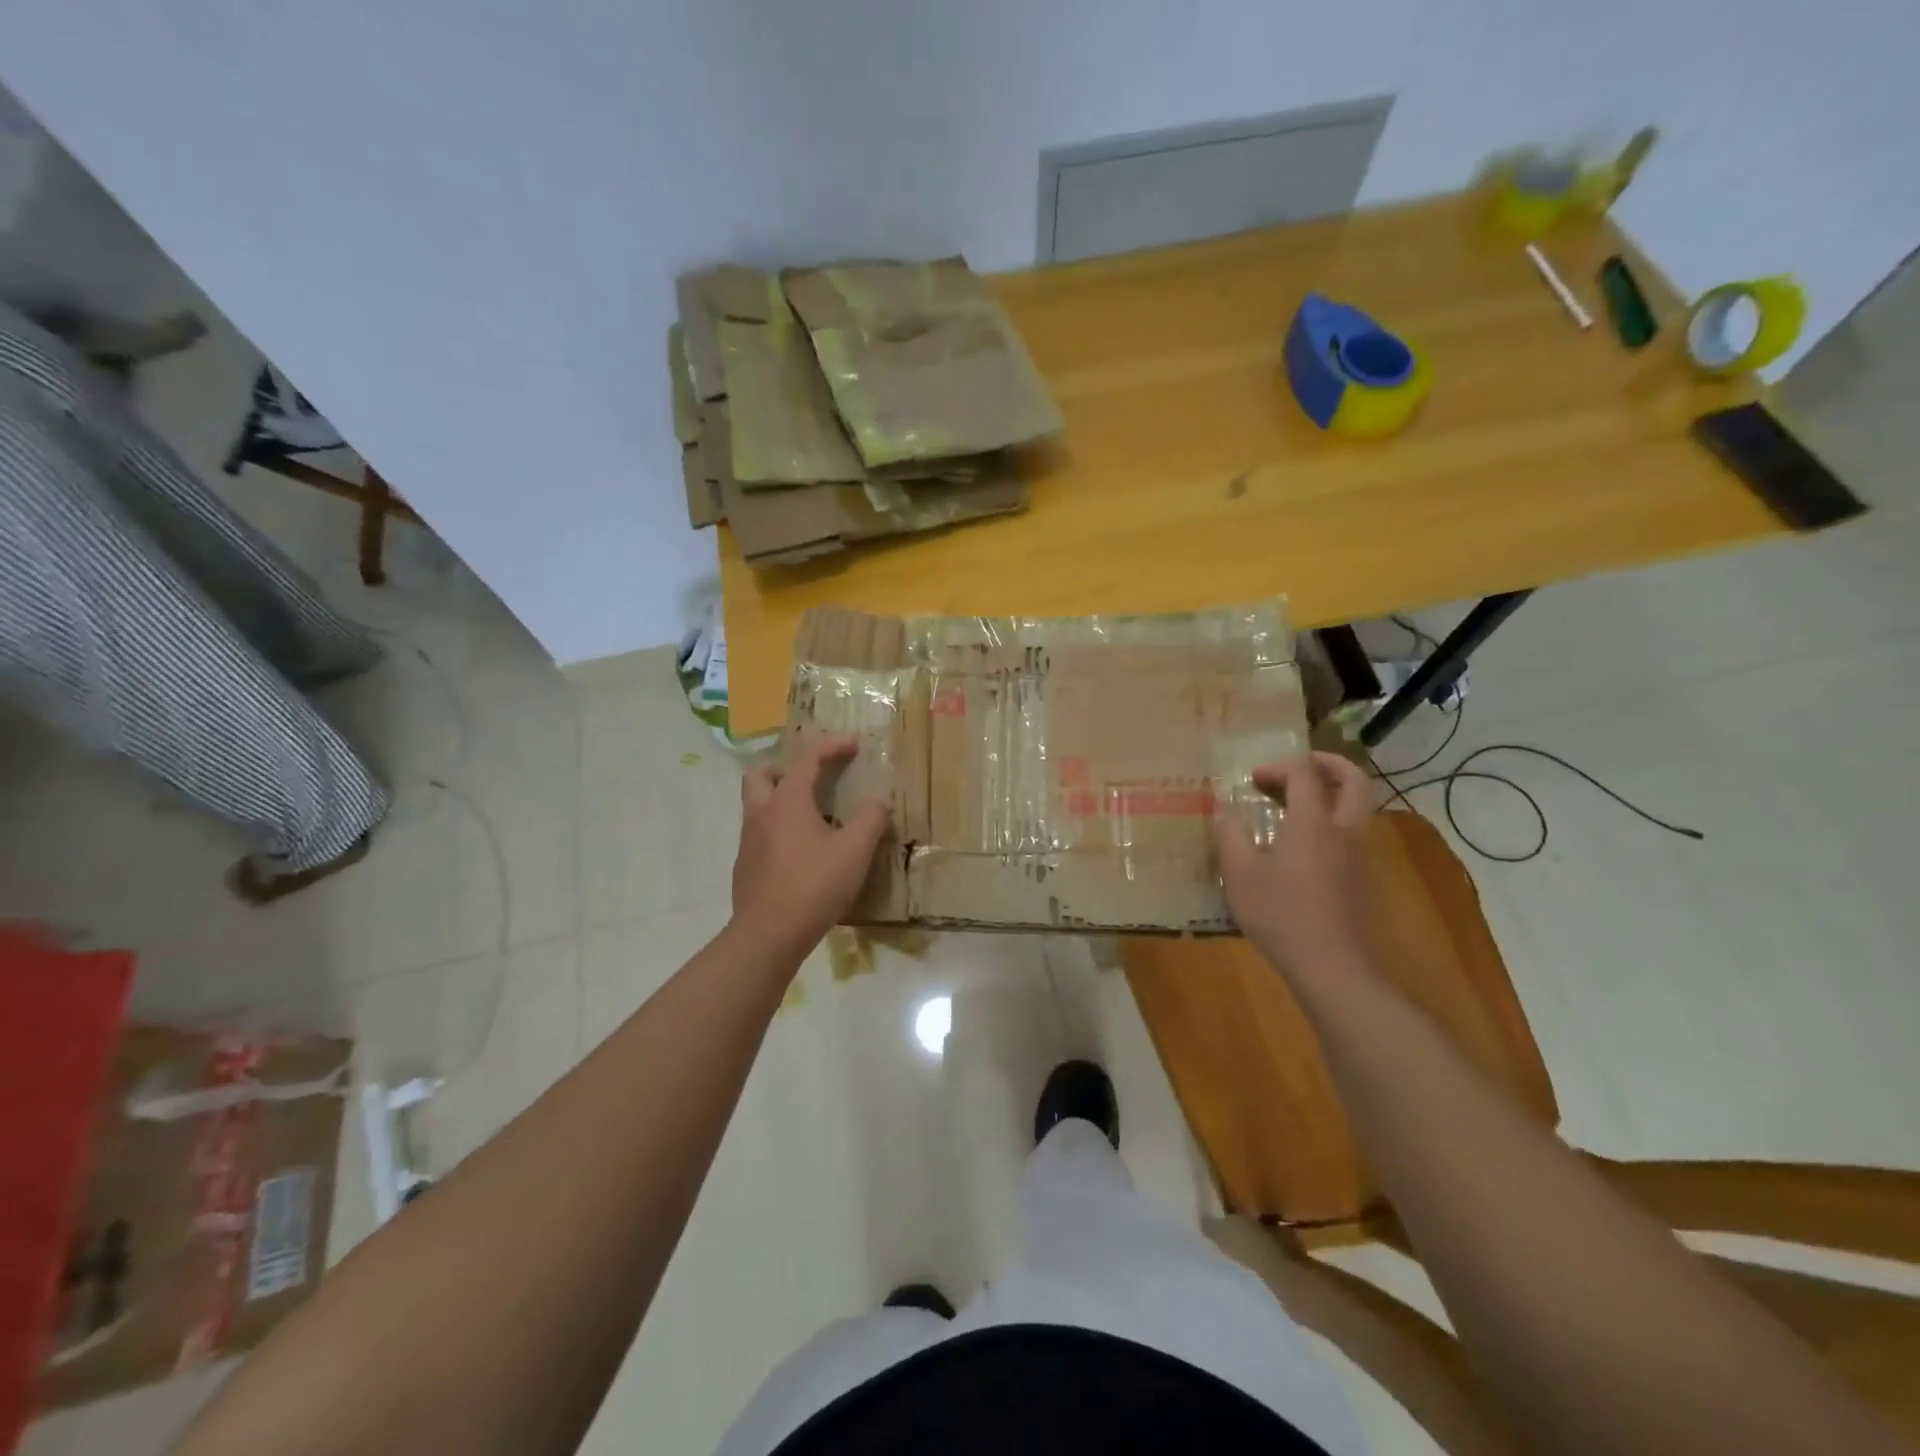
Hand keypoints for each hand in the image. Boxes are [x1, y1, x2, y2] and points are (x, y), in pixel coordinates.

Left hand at [730, 734, 889, 970]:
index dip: (831, 746)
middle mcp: (762, 813)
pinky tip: (802, 852)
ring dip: (781, 799)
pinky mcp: (746, 866)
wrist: (767, 935)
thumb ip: (870, 820)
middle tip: (813, 780)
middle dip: (787, 768)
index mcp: (787, 801)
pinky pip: (760, 833)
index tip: (854, 743)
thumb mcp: (854, 851)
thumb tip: (878, 802)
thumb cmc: (813, 886)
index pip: (807, 759)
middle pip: (762, 774)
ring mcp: (748, 840)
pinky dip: (779, 829)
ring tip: (814, 817)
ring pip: (757, 804)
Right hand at [1214, 751, 1374, 982]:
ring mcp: (1360, 858)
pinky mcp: (1365, 882)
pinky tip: (1304, 852)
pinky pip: (1353, 838)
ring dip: (1332, 797)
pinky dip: (1333, 827)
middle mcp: (1344, 832)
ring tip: (1297, 809)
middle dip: (1330, 765)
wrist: (1335, 969)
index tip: (1253, 779)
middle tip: (1302, 767)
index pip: (1304, 774)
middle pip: (1355, 781)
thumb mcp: (1240, 875)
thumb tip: (1225, 812)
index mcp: (1313, 823)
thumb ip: (1231, 836)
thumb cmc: (1282, 915)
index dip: (1278, 767)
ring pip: (1359, 810)